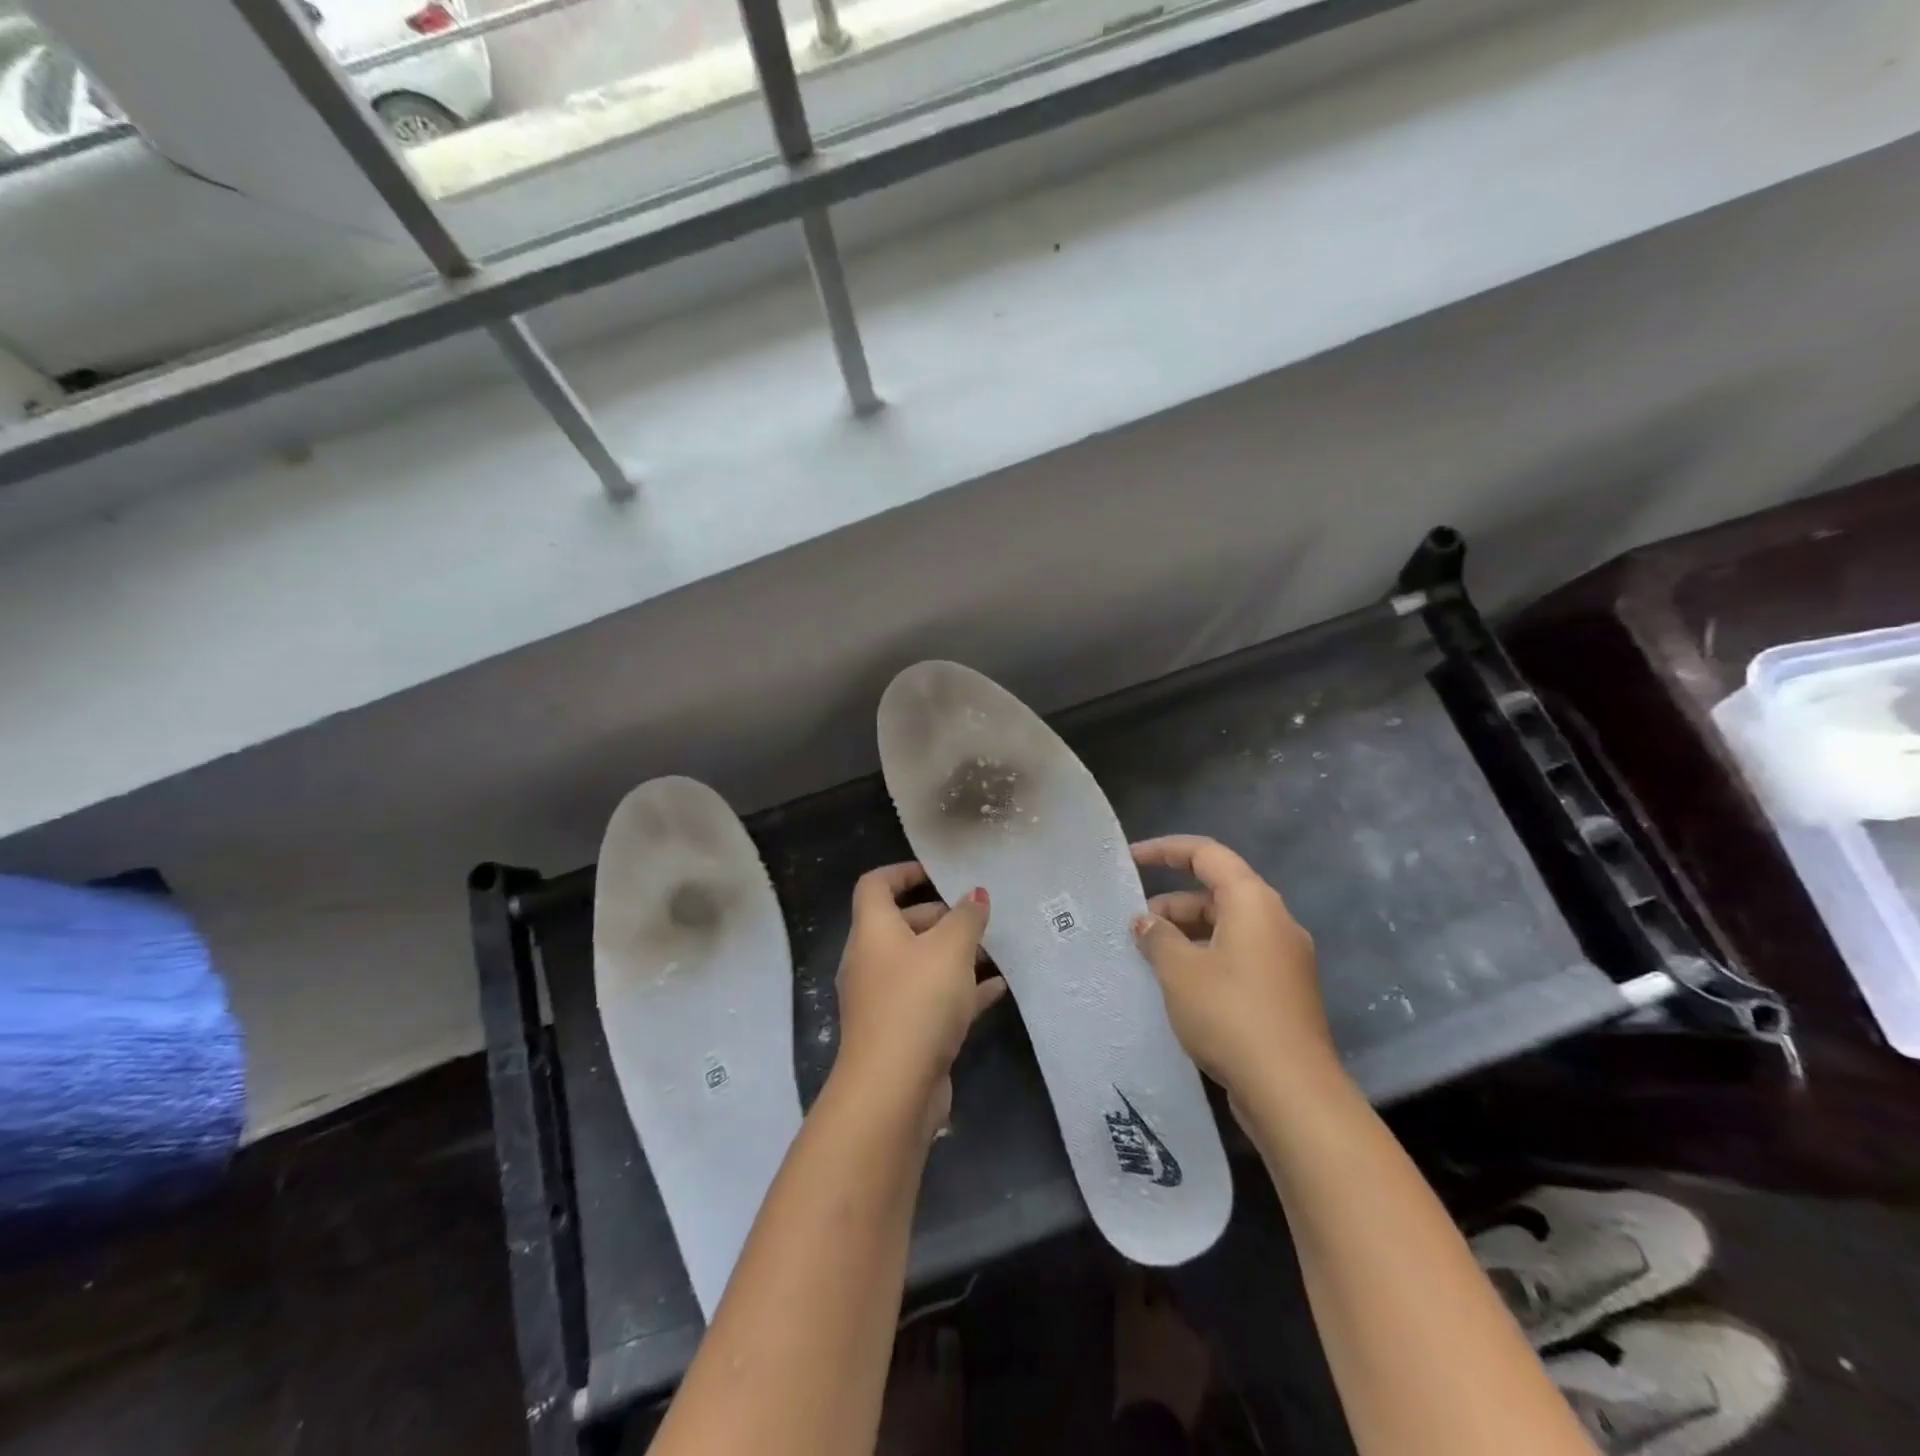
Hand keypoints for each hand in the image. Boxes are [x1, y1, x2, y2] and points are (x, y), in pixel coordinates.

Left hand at [834, 862, 1006, 1135]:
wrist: (893, 1089)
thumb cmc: (918, 1001)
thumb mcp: (951, 949)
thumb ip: (967, 917)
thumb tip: (975, 894)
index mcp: (873, 931)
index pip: (876, 885)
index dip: (904, 872)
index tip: (938, 874)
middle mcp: (871, 961)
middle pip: (903, 924)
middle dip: (941, 918)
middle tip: (979, 920)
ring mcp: (884, 999)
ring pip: (920, 964)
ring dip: (954, 956)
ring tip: (994, 952)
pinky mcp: (901, 1032)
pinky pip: (931, 999)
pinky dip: (959, 990)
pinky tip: (996, 989)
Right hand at [1130, 835, 1335, 1097]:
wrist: (1291, 1091)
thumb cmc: (1230, 1014)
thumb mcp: (1179, 970)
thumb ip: (1158, 937)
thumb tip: (1146, 921)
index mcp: (1254, 902)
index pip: (1207, 854)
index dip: (1165, 850)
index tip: (1131, 859)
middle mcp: (1275, 921)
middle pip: (1217, 892)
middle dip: (1172, 902)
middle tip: (1134, 925)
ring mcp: (1283, 957)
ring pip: (1226, 926)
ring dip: (1186, 933)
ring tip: (1149, 956)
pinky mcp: (1283, 990)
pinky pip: (1237, 955)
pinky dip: (1205, 956)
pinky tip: (1177, 984)